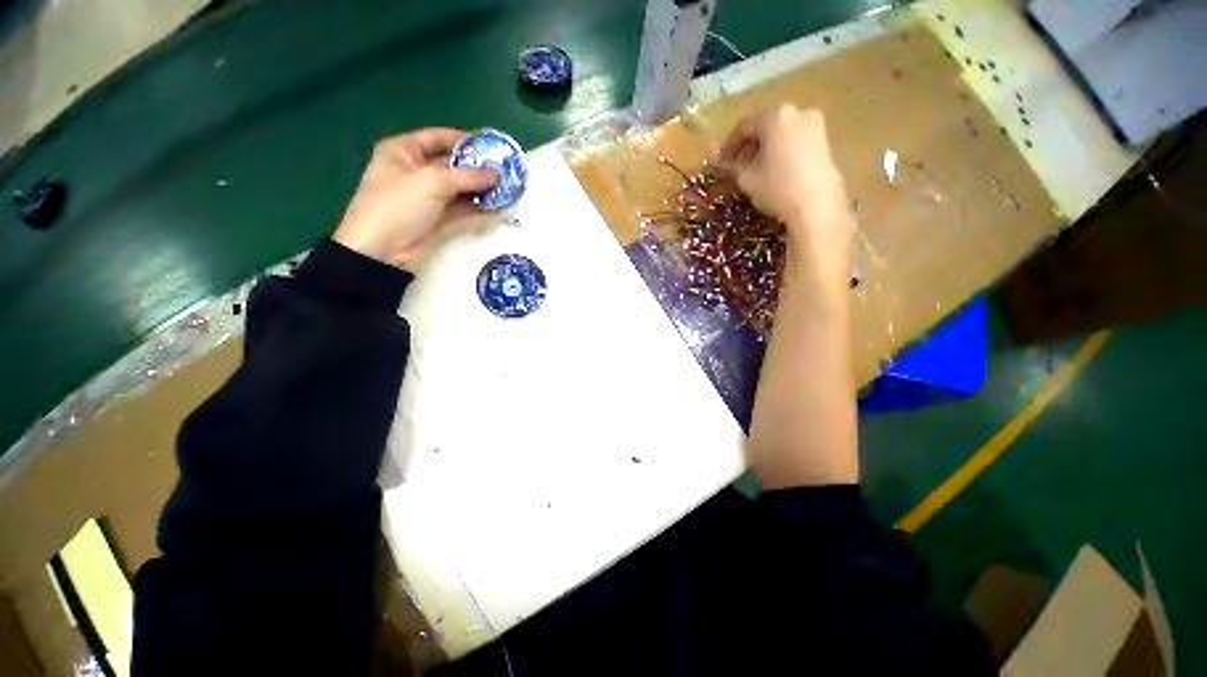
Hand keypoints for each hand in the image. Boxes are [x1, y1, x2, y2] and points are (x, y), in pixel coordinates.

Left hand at [334, 128, 497, 270]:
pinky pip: (463, 211)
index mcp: (403, 152)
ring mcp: (428, 199)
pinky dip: (479, 210)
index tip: (491, 146)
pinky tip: (499, 209)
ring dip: (482, 191)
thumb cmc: (399, 204)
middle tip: (506, 172)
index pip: (438, 138)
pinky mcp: (438, 221)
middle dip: (478, 169)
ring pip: (460, 190)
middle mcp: (416, 172)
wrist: (382, 251)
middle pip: (453, 165)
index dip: (464, 140)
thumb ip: (469, 176)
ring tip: (508, 190)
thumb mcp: (433, 182)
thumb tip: (498, 175)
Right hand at [719, 106, 849, 282]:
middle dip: (749, 145)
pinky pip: (795, 139)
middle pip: (765, 126)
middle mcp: (797, 112)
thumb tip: (722, 164)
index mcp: (775, 117)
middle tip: (737, 165)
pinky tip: (774, 170)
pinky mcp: (825, 140)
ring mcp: (815, 124)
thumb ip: (732, 167)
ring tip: (755, 169)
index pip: (744, 127)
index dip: (729, 145)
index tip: (721, 162)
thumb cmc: (777, 187)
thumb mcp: (746, 178)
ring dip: (766, 148)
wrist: (816, 204)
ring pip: (781, 132)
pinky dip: (782, 150)